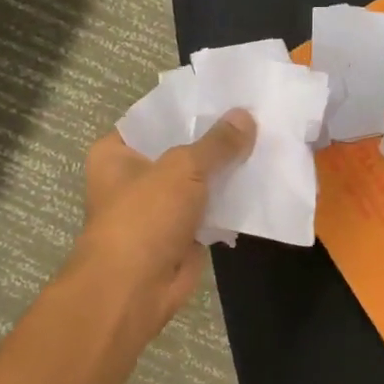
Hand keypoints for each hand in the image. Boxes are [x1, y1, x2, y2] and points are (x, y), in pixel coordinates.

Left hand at [69, 111, 256, 334]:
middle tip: (257, 114)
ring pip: (198, 180)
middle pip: (180, 148)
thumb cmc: (144, 218)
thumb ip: (217, 143)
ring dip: (227, 169)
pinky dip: (231, 200)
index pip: (156, 117)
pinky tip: (262, 180)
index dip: (190, 106)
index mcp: (116, 152)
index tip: (228, 92)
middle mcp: (134, 176)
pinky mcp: (180, 233)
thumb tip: (246, 116)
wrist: (133, 290)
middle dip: (215, 138)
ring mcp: (158, 206)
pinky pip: (210, 208)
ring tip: (267, 141)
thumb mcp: (182, 169)